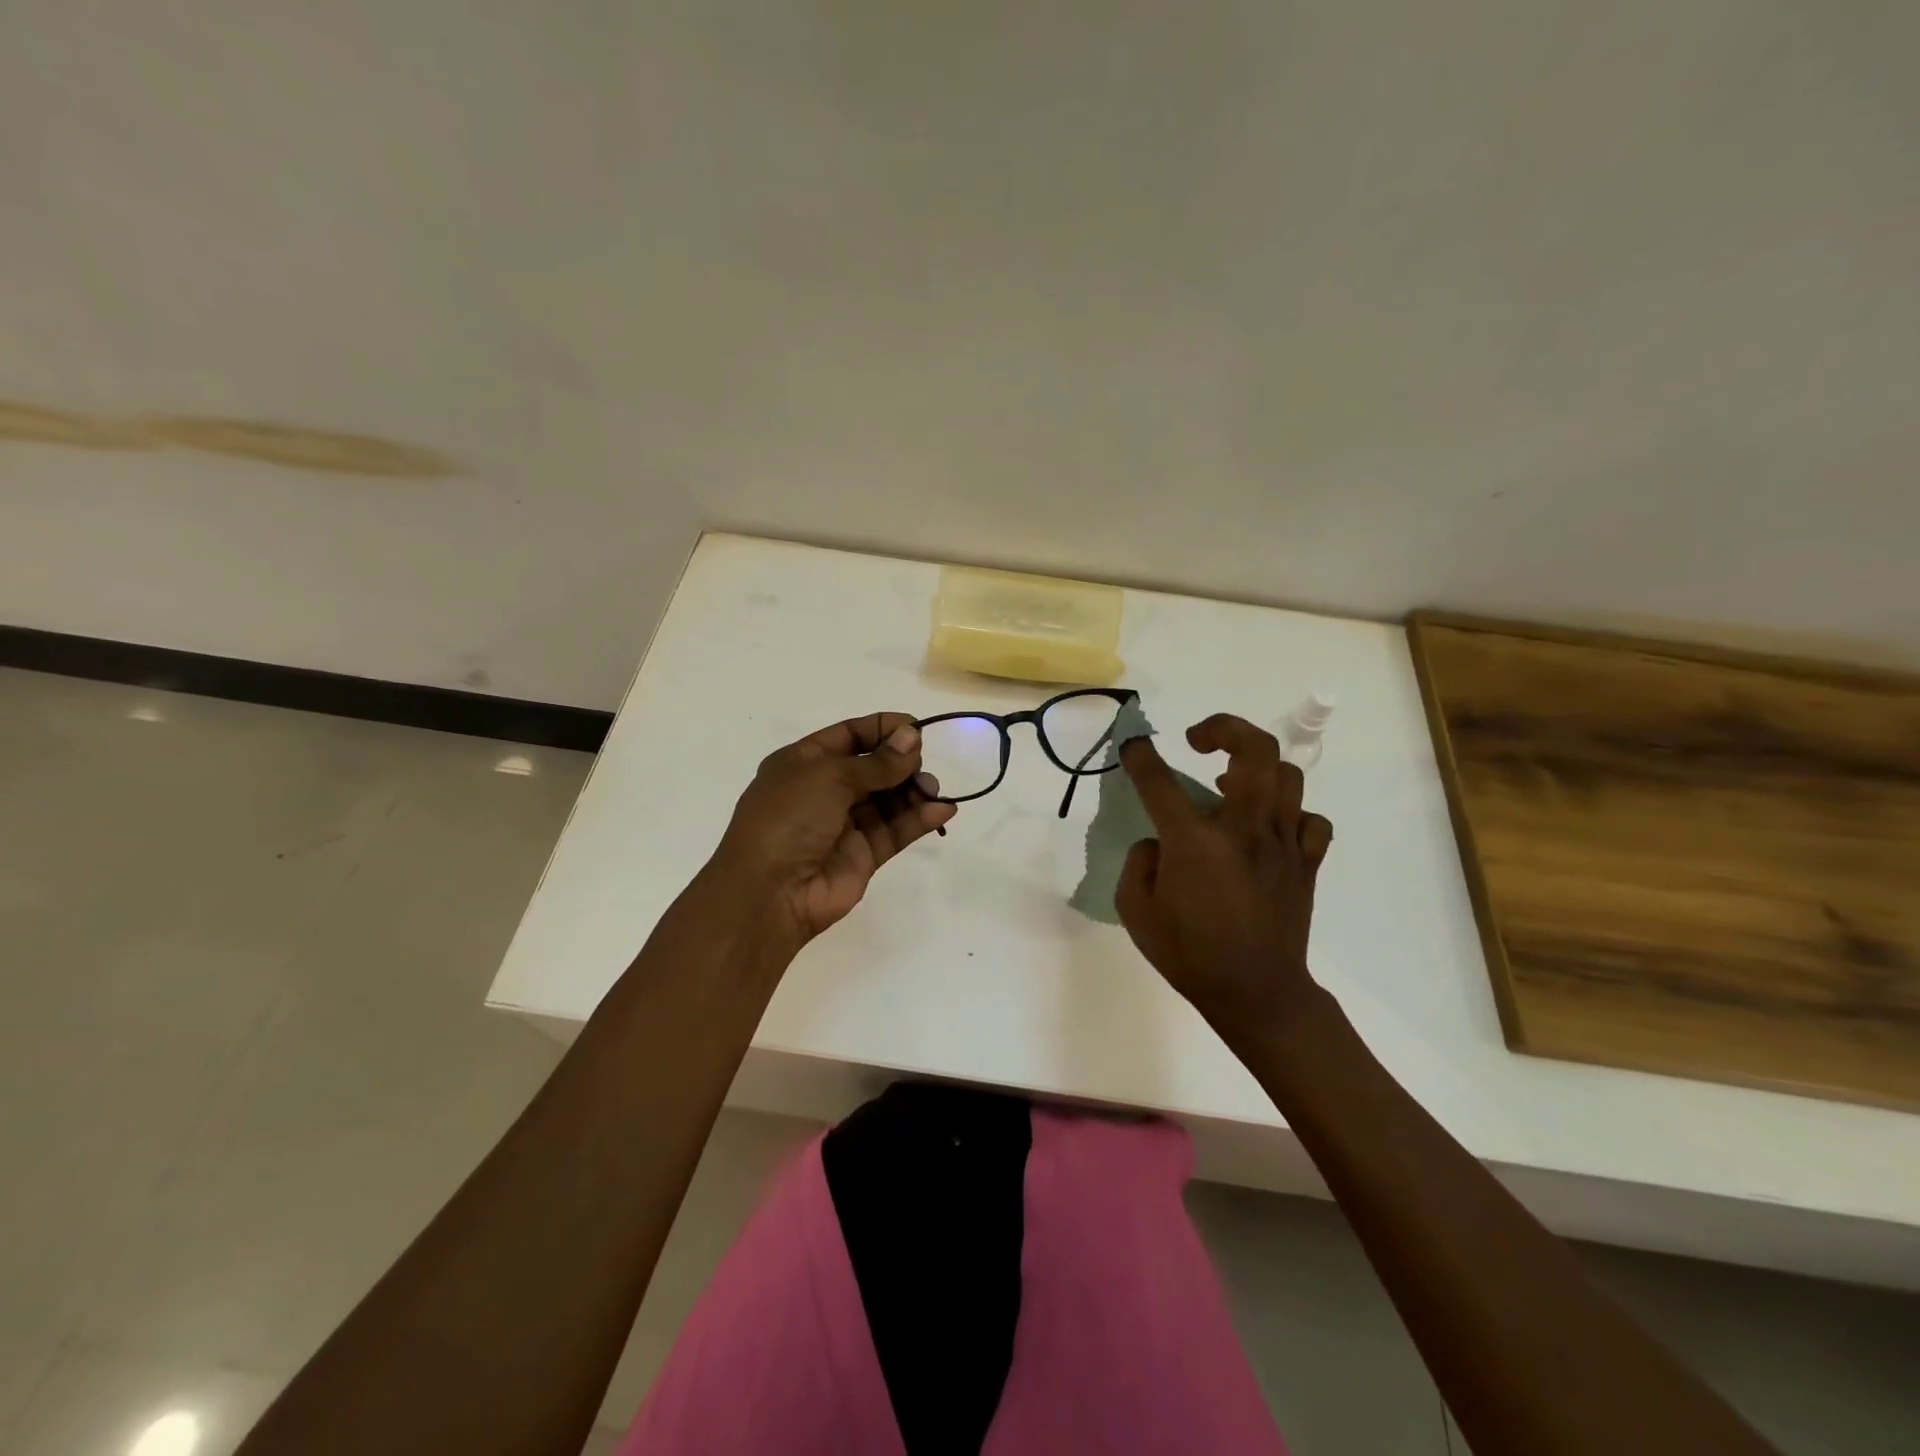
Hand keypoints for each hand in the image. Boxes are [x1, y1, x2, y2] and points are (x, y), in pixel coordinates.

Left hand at [709, 712, 955, 950]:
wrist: (769, 892)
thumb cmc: (789, 819)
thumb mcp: (829, 776)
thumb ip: (876, 761)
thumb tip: (912, 737)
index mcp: (804, 763)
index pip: (850, 734)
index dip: (883, 728)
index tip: (917, 728)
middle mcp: (824, 790)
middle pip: (873, 766)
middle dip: (902, 762)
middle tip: (922, 765)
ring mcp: (845, 824)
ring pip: (889, 799)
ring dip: (914, 791)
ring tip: (932, 790)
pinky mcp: (864, 855)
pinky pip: (896, 830)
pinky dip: (920, 819)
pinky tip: (943, 811)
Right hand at [1114, 714, 1332, 1036]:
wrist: (1257, 994)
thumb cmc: (1189, 955)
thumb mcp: (1136, 912)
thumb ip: (1139, 864)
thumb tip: (1158, 843)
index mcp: (1194, 843)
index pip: (1160, 781)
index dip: (1141, 756)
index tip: (1133, 745)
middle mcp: (1243, 830)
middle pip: (1253, 750)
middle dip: (1224, 727)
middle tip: (1199, 739)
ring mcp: (1283, 843)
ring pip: (1287, 775)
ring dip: (1257, 768)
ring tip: (1233, 783)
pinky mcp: (1307, 862)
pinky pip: (1311, 820)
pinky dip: (1292, 814)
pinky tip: (1270, 827)